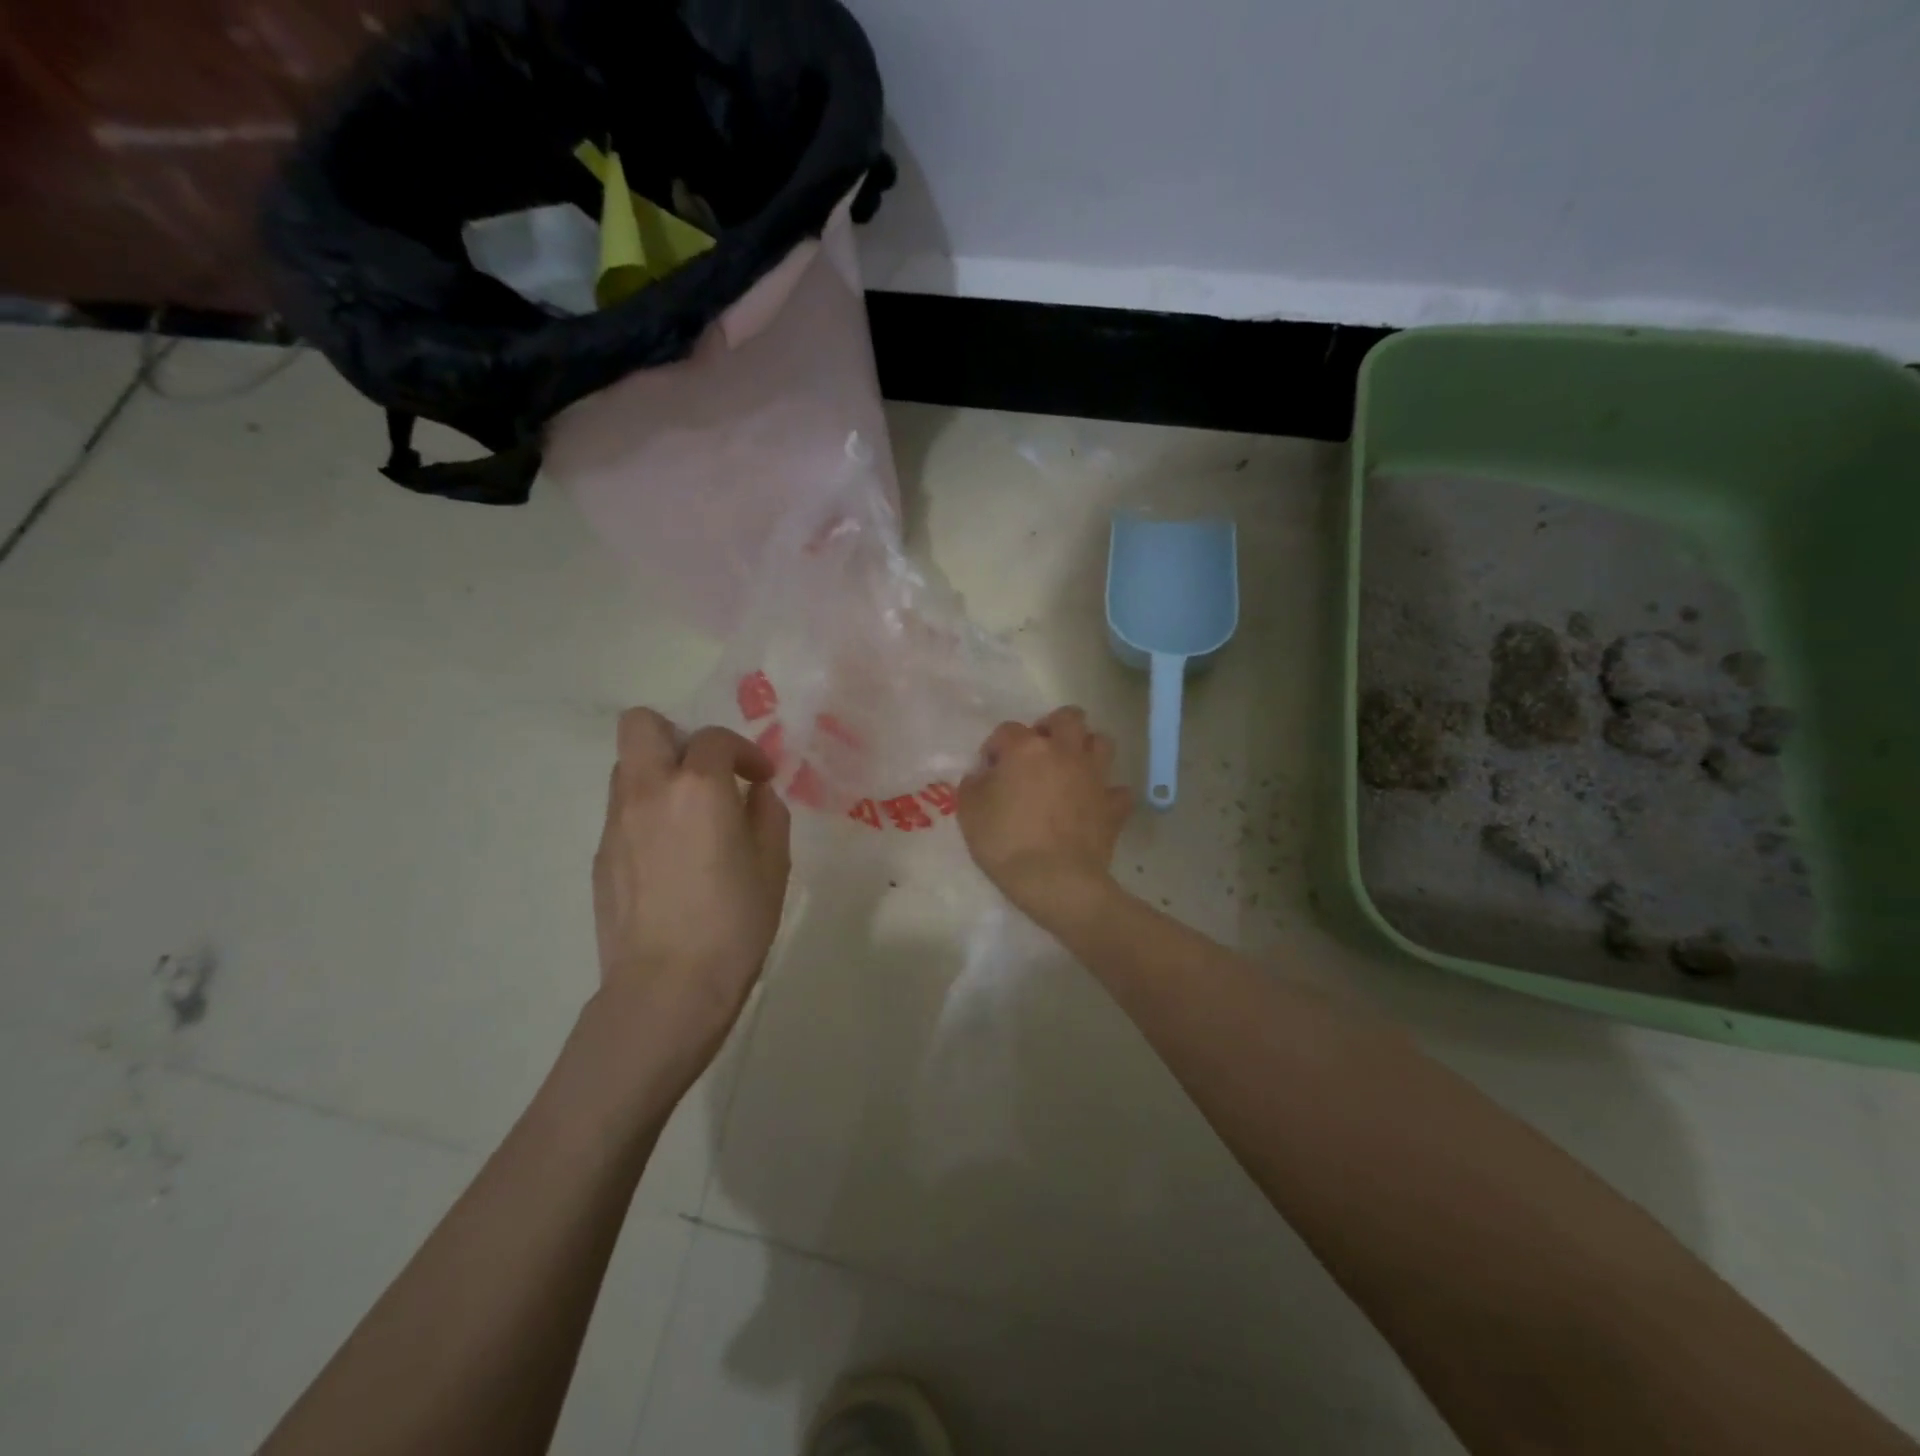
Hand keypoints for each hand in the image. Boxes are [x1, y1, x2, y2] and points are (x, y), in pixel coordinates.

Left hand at [591, 709, 790, 1083]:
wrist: (668, 987)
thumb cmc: (734, 923)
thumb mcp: (773, 864)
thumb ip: (767, 814)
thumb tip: (754, 794)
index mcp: (698, 787)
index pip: (715, 738)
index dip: (744, 751)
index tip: (761, 778)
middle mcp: (649, 791)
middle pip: (641, 725)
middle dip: (677, 734)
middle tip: (706, 771)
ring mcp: (616, 823)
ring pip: (627, 767)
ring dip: (659, 773)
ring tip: (690, 814)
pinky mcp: (601, 856)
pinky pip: (622, 811)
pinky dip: (647, 813)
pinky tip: (671, 856)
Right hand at [958, 706, 1132, 924]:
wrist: (1055, 879)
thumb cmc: (1005, 842)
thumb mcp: (969, 811)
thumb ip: (974, 784)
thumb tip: (983, 775)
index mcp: (1027, 748)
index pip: (1007, 730)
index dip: (996, 746)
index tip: (990, 769)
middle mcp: (1065, 752)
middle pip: (1068, 718)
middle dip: (1053, 727)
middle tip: (1039, 752)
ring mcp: (1094, 776)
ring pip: (1102, 742)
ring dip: (1086, 749)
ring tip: (1071, 768)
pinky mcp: (1114, 805)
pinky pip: (1117, 789)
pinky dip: (1107, 793)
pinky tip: (1094, 804)